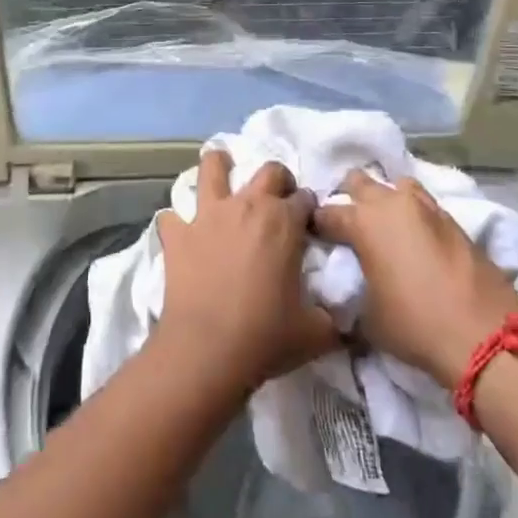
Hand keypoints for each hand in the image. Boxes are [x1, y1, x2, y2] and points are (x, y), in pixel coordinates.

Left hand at [154, 151, 340, 392]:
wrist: (207, 350)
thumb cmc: (266, 336)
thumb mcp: (316, 332)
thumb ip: (334, 317)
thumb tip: (346, 318)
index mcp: (284, 221)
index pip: (305, 198)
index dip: (310, 210)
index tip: (309, 224)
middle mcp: (247, 206)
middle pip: (268, 171)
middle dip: (278, 179)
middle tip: (278, 199)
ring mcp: (208, 215)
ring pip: (212, 169)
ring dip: (219, 166)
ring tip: (222, 171)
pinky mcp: (177, 234)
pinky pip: (171, 216)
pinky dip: (176, 222)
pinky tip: (180, 233)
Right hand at [312, 171, 517, 387]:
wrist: (485, 335)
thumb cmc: (415, 325)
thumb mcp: (367, 318)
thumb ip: (351, 292)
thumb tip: (349, 290)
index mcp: (363, 222)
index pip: (327, 213)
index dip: (316, 225)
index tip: (314, 237)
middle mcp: (392, 203)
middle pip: (359, 181)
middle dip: (349, 197)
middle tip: (348, 225)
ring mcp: (426, 207)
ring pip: (396, 185)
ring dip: (386, 199)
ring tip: (385, 226)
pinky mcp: (453, 219)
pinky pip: (423, 204)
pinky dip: (413, 214)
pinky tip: (414, 237)